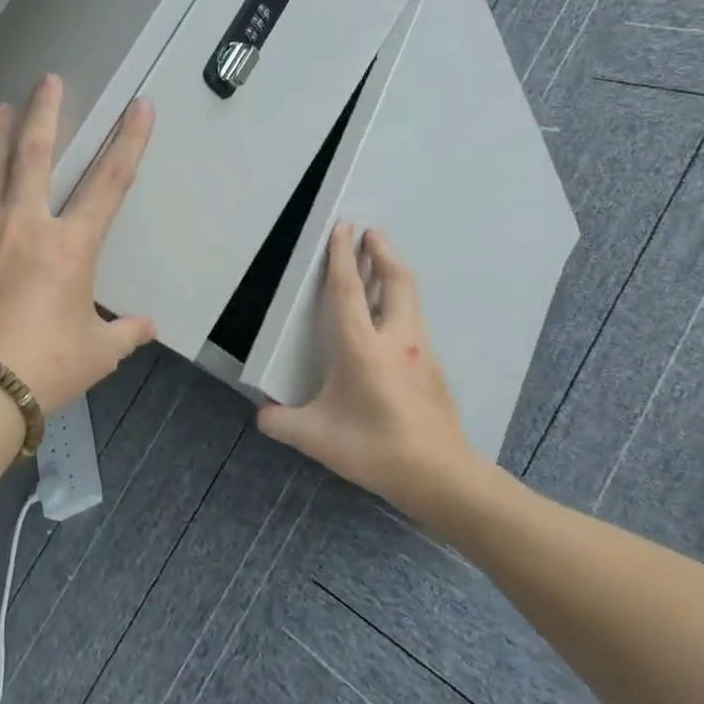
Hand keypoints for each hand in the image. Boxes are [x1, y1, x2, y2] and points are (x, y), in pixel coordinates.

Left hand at [0, 75, 156, 415]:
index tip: (139, 106)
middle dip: (45, 112)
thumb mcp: (97, 352)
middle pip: (35, 154)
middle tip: (48, 81)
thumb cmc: (45, 367)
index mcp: (70, 247)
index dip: (128, 141)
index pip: (108, 183)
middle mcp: (25, 226)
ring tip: (1, 107)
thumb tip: (146, 327)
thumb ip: (124, 333)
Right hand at [257, 224, 474, 511]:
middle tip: (370, 231)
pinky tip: (389, 318)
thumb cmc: (375, 450)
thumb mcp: (316, 438)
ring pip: (409, 298)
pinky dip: (400, 302)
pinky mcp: (433, 367)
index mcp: (363, 349)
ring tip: (379, 263)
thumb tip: (262, 413)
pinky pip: (414, 320)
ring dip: (393, 273)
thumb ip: (281, 423)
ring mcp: (421, 352)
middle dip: (382, 251)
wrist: (441, 476)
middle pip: (395, 280)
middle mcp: (396, 340)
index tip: (342, 227)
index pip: (348, 291)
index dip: (341, 257)